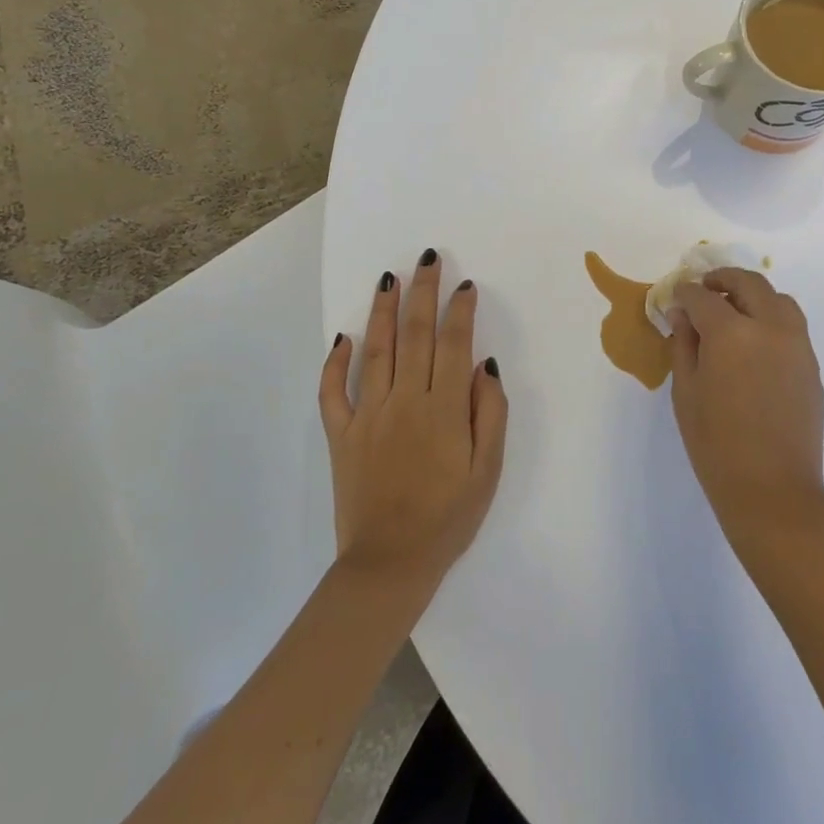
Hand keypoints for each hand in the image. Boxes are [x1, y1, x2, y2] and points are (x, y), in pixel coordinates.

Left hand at [319, 252, 508, 594]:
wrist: (389, 565)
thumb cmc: (449, 518)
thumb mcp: (488, 471)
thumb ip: (490, 413)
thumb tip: (485, 365)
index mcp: (443, 409)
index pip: (453, 345)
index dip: (460, 311)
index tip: (465, 285)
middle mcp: (404, 401)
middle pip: (415, 334)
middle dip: (422, 292)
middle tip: (427, 259)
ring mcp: (367, 415)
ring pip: (376, 350)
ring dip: (383, 311)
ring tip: (388, 278)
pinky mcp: (341, 434)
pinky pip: (332, 391)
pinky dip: (335, 363)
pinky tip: (342, 337)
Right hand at [668, 269, 823, 538]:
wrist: (773, 490)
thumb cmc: (716, 444)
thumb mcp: (685, 391)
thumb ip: (683, 345)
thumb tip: (683, 316)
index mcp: (731, 332)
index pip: (702, 297)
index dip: (684, 295)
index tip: (674, 300)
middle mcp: (769, 327)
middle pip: (747, 283)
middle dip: (721, 280)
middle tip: (703, 291)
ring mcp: (797, 344)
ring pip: (778, 299)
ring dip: (752, 295)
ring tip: (733, 312)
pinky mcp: (811, 365)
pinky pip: (792, 325)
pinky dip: (771, 318)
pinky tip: (754, 343)